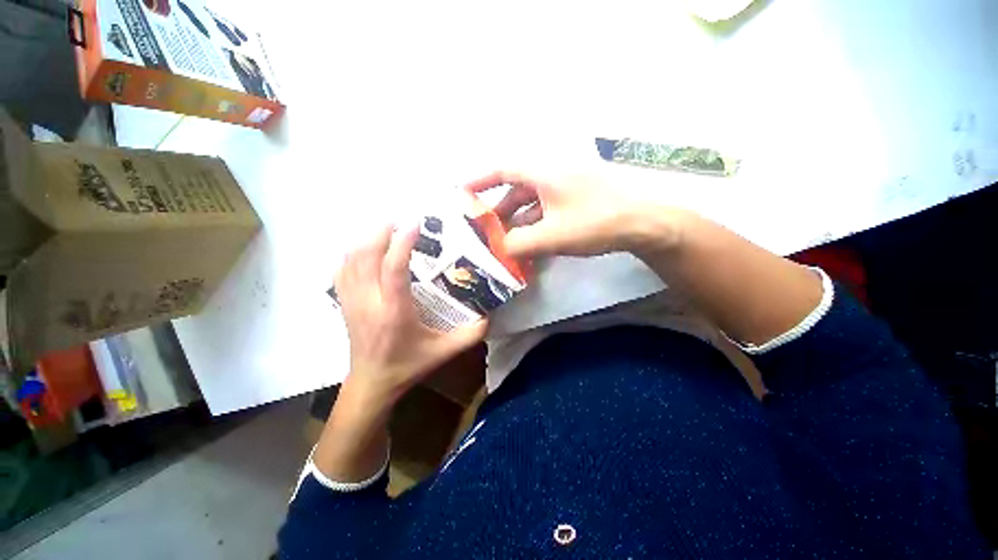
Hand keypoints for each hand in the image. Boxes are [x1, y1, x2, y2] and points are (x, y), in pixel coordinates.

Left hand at [335, 225, 487, 407]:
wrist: (371, 382)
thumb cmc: (408, 365)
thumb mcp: (443, 352)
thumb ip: (470, 335)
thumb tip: (490, 316)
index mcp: (394, 312)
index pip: (394, 270)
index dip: (402, 243)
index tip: (415, 223)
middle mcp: (369, 302)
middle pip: (366, 257)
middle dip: (381, 233)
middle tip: (399, 220)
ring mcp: (352, 302)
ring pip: (351, 260)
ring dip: (367, 240)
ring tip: (385, 229)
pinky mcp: (344, 303)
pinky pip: (341, 270)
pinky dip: (352, 254)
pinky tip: (364, 249)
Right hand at [466, 171, 689, 258]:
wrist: (644, 224)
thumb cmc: (596, 223)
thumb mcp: (551, 236)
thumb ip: (518, 244)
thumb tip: (498, 249)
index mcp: (544, 173)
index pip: (504, 169)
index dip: (481, 180)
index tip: (464, 193)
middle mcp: (553, 174)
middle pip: (517, 189)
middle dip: (501, 210)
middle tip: (489, 231)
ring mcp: (567, 187)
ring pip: (533, 201)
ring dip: (519, 220)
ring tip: (508, 242)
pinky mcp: (577, 199)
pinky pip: (547, 209)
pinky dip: (536, 224)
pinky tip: (532, 242)